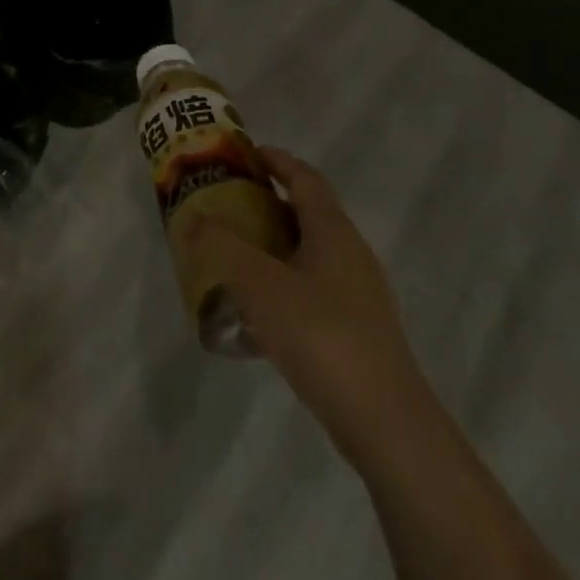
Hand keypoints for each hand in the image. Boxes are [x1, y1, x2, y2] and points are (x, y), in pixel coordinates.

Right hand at [189, 147, 420, 467]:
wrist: (387, 425)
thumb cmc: (322, 336)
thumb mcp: (260, 284)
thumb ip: (221, 246)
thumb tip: (192, 216)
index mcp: (332, 230)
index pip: (304, 177)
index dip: (276, 160)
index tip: (244, 154)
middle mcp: (350, 252)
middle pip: (307, 213)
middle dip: (267, 204)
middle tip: (227, 206)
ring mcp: (359, 294)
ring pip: (309, 254)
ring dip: (274, 247)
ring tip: (234, 258)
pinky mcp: (358, 331)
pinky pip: (313, 290)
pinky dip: (284, 286)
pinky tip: (258, 315)